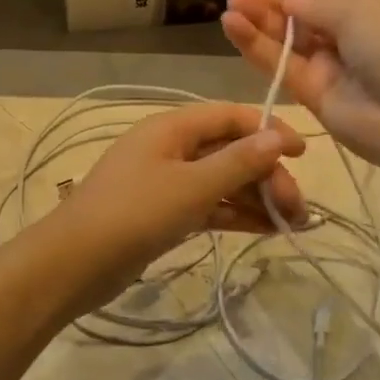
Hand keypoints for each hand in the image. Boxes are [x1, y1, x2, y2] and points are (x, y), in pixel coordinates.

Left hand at [56, 103, 306, 305]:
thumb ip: (238, 162)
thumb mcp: (192, 186)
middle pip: (229, 151)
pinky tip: (265, 230)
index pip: (230, 116)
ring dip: (255, 198)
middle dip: (266, 175)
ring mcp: (165, 182)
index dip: (269, 130)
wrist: (74, 263)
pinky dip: (234, 215)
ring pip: (221, 181)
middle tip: (298, 210)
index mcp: (172, 128)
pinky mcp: (163, 214)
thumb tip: (279, 136)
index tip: (304, 154)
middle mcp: (169, 148)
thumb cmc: (134, 214)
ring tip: (293, 225)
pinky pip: (207, 206)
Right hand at [220, 0, 379, 176]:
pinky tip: (233, 27)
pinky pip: (281, 66)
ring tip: (229, 6)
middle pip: (303, 12)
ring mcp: (333, 66)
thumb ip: (318, 4)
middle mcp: (353, 32)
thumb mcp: (364, 9)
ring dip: (259, 21)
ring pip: (288, 39)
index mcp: (375, 3)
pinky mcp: (313, 96)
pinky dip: (256, 47)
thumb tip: (289, 1)